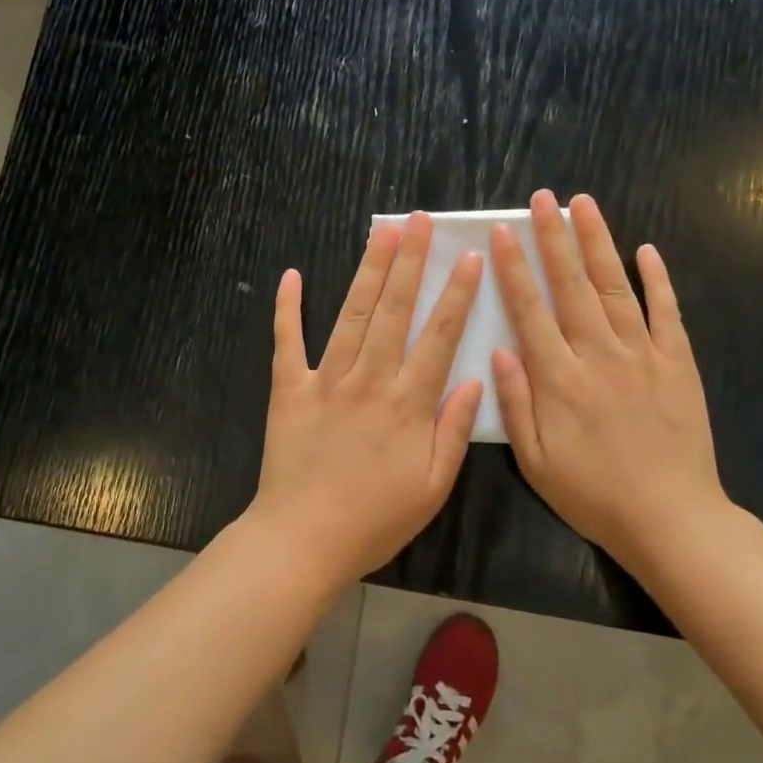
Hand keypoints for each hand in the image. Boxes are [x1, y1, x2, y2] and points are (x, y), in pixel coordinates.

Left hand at [247, 213, 484, 588]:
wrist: (303, 540)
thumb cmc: (375, 519)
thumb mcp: (433, 487)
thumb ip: (454, 430)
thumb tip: (475, 379)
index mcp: (408, 403)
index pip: (439, 336)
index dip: (457, 294)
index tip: (470, 258)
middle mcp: (369, 379)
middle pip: (395, 310)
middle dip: (410, 261)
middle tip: (420, 221)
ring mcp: (326, 380)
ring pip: (352, 314)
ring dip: (368, 270)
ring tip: (382, 232)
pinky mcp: (289, 389)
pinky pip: (287, 341)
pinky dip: (288, 307)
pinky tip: (291, 275)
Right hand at [490, 190, 729, 563]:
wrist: (670, 519)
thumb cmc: (593, 494)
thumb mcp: (535, 461)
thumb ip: (515, 403)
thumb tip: (500, 350)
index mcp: (559, 379)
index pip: (530, 311)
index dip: (514, 269)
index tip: (503, 232)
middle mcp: (599, 355)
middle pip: (571, 285)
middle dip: (554, 238)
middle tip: (543, 198)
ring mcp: (643, 355)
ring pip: (615, 287)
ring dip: (598, 243)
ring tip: (584, 205)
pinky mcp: (679, 363)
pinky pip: (667, 313)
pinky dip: (658, 279)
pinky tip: (646, 250)